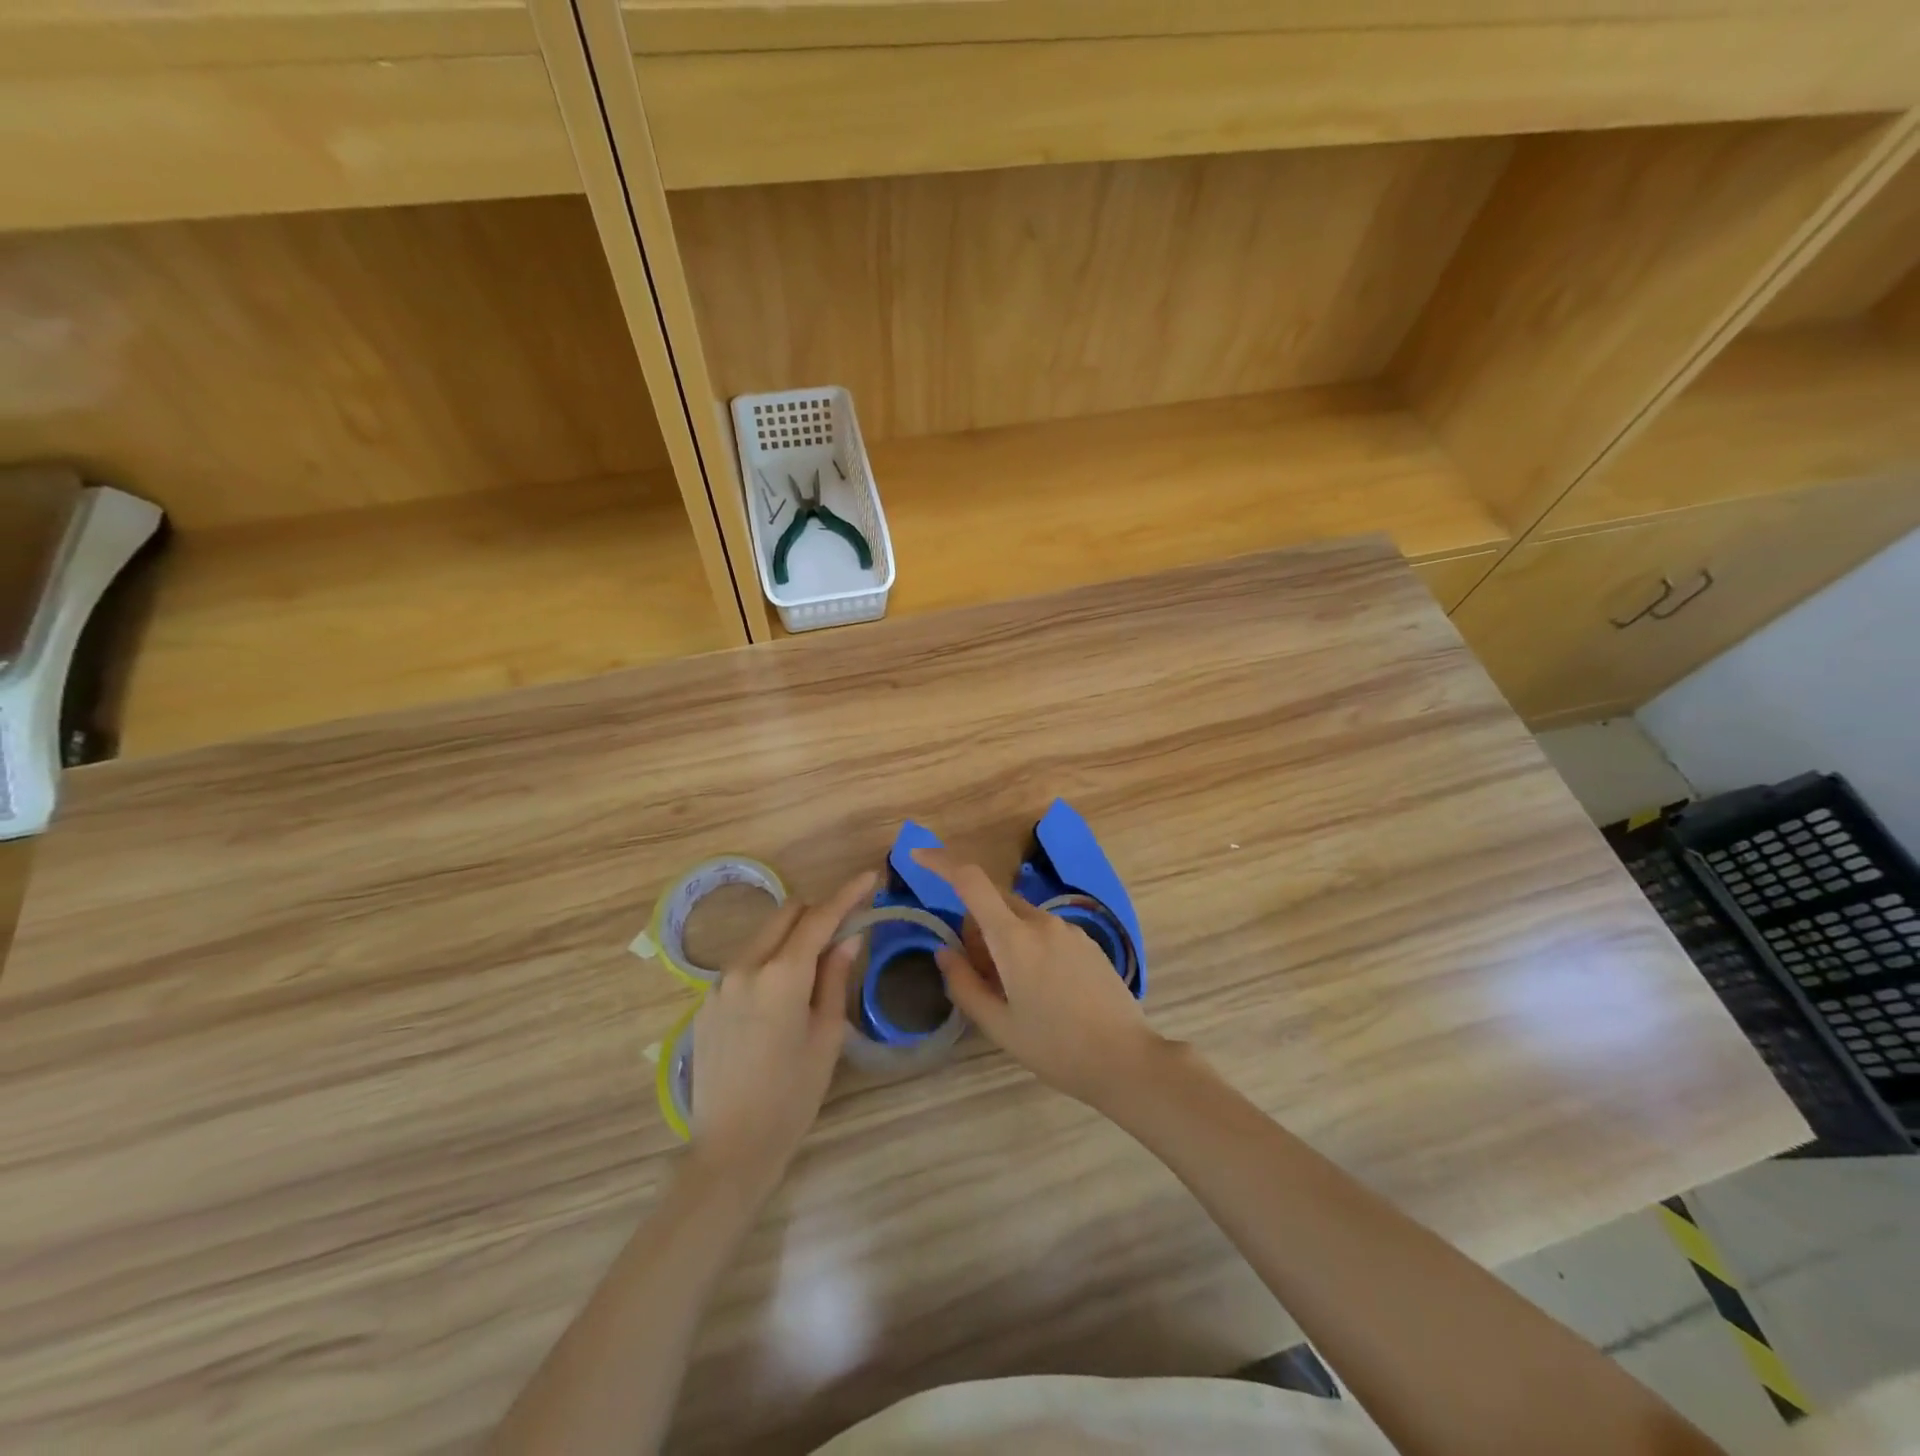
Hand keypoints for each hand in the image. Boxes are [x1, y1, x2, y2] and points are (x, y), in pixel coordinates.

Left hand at [689, 870, 875, 1197]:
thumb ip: (835, 978)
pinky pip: (744, 963)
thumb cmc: (792, 1095)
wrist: (731, 1147)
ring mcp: (720, 984)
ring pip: (763, 936)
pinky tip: (780, 996)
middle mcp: (745, 967)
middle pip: (786, 914)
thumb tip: (848, 937)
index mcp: (781, 975)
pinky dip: (769, 961)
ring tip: (814, 965)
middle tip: (843, 928)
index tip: (869, 877)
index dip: (847, 894)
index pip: (819, 918)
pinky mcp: (706, 1002)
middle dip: (817, 910)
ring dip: (791, 936)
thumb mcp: (827, 1036)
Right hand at [911, 847, 1166, 1107]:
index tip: (918, 858)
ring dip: (1003, 938)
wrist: (1127, 1060)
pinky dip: (1028, 945)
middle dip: (975, 926)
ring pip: (1020, 918)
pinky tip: (1042, 990)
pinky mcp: (1087, 941)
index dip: (941, 862)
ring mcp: (1069, 929)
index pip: (971, 881)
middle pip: (994, 903)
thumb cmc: (1055, 1048)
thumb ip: (963, 984)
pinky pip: (1044, 930)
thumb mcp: (999, 1025)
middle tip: (978, 974)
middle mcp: (1041, 922)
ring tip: (1012, 991)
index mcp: (1014, 938)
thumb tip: (944, 951)